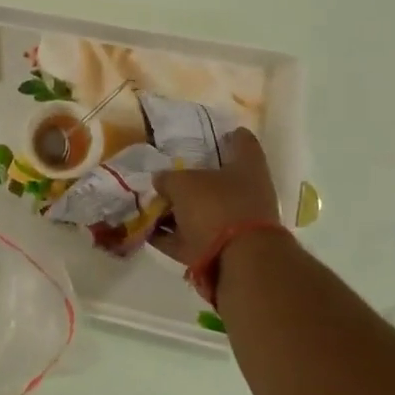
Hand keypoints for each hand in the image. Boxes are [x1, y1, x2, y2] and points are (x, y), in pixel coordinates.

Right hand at [150, 127, 281, 266]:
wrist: (237, 262)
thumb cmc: (216, 207)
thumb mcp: (183, 183)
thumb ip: (168, 178)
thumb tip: (161, 180)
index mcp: (247, 168)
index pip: (243, 142)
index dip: (230, 135)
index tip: (217, 133)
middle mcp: (246, 194)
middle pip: (218, 181)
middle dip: (193, 178)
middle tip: (165, 172)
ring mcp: (234, 224)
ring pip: (201, 211)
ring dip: (178, 210)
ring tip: (150, 204)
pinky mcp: (220, 250)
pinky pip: (190, 238)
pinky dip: (170, 235)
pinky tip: (147, 231)